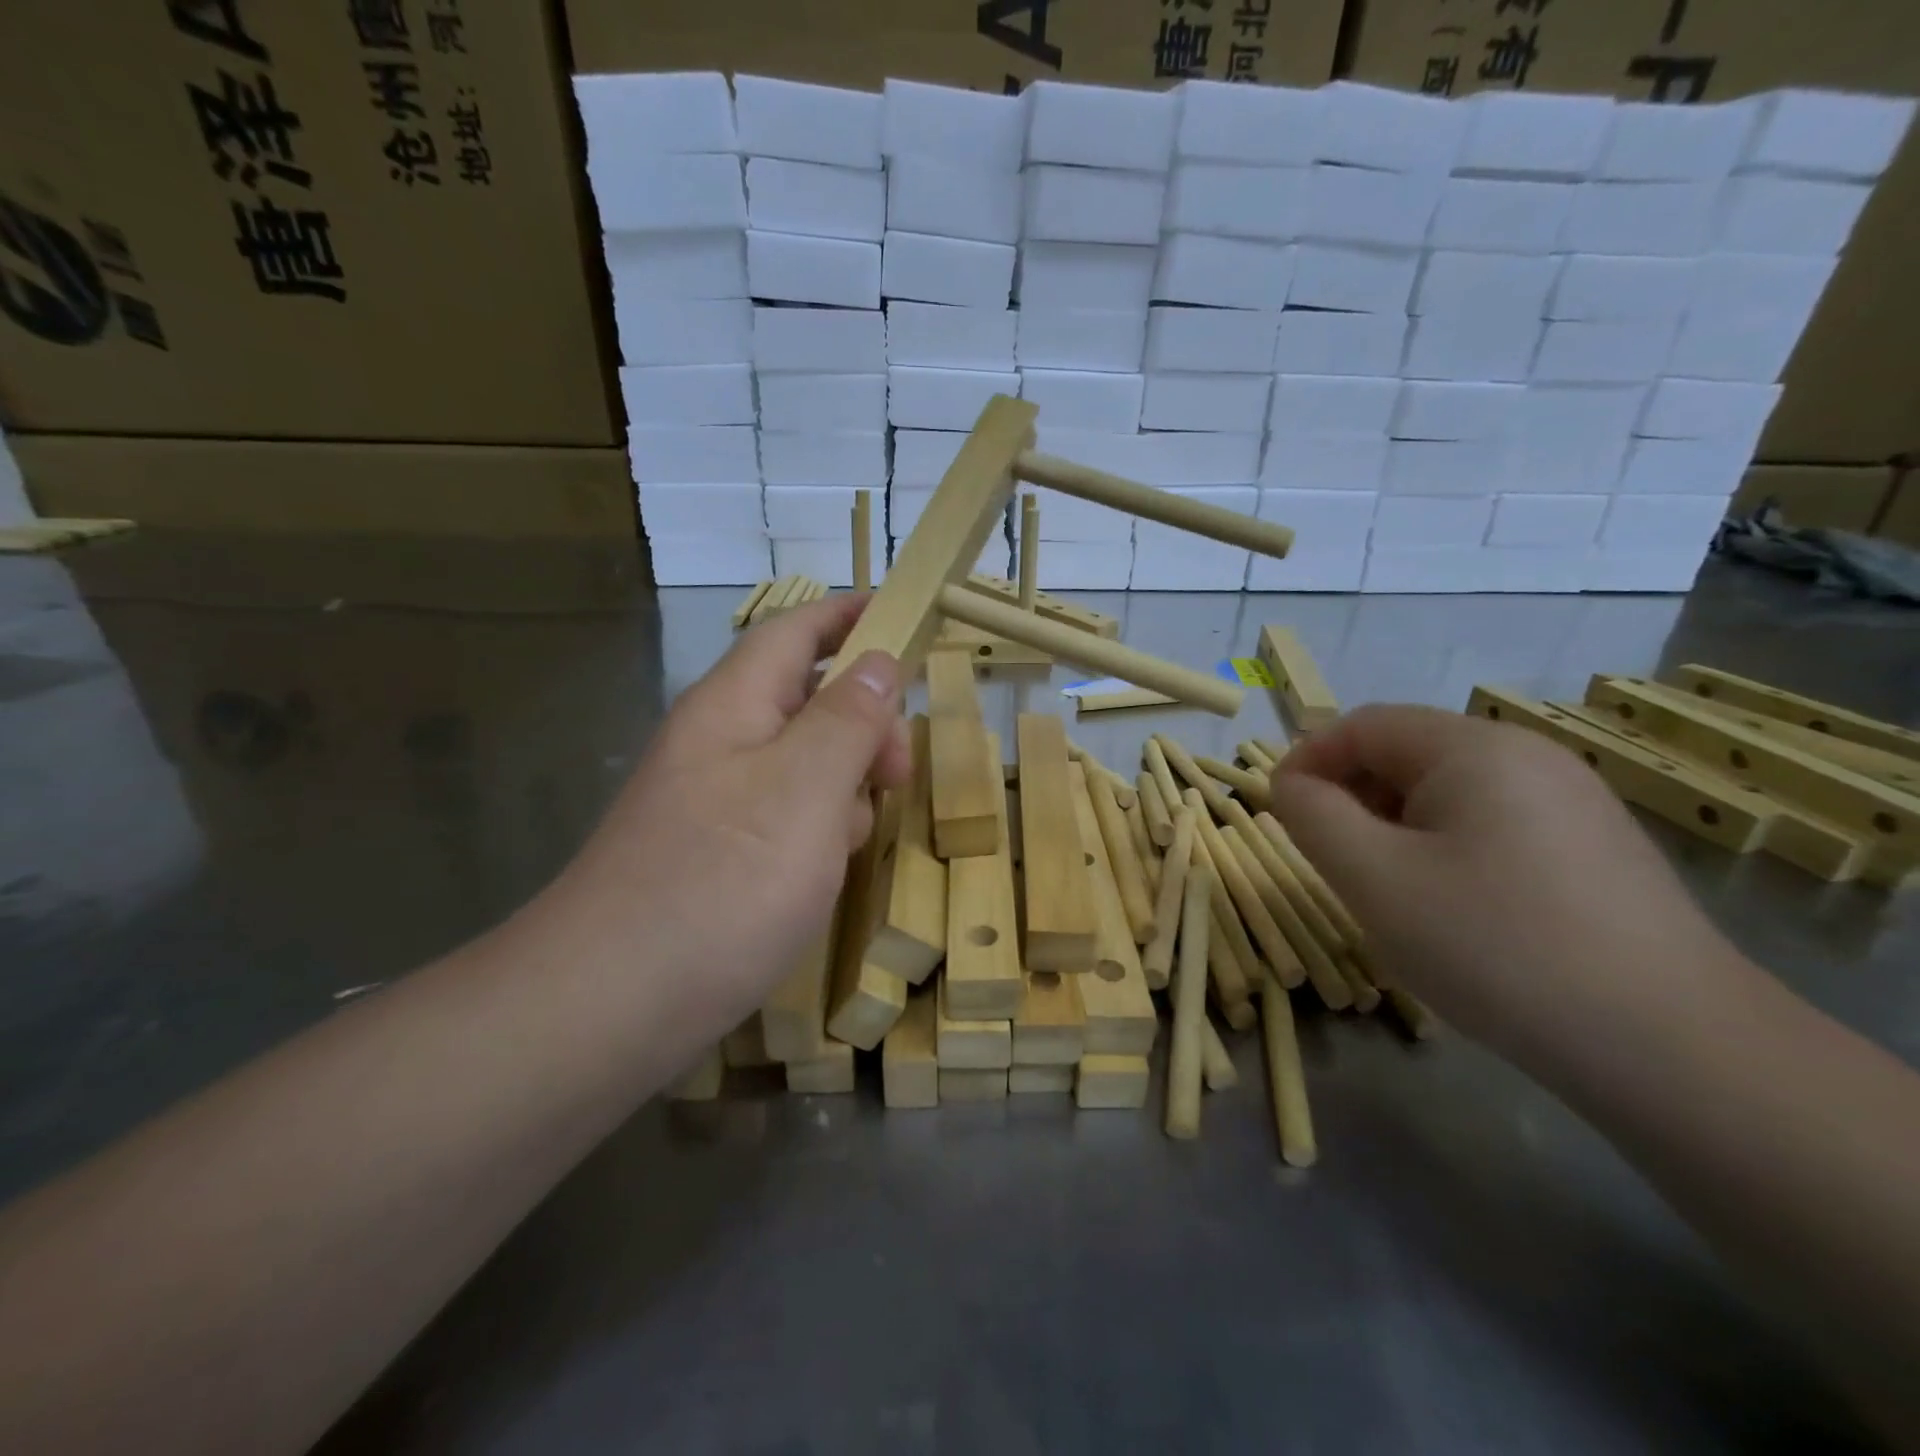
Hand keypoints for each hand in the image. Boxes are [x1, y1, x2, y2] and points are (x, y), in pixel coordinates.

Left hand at [554, 595, 909, 1036]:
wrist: (610, 1005)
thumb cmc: (722, 883)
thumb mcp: (805, 789)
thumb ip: (847, 718)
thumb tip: (876, 660)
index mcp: (733, 705)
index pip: (796, 631)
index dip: (850, 615)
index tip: (905, 617)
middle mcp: (719, 742)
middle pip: (806, 699)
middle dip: (864, 722)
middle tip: (899, 772)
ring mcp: (716, 801)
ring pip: (803, 763)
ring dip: (845, 783)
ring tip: (853, 838)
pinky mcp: (718, 852)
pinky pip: (785, 815)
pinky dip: (818, 829)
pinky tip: (822, 872)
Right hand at [1267, 705, 1742, 1063]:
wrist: (1674, 1049)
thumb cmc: (1496, 946)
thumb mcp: (1374, 878)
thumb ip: (1312, 816)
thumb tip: (1290, 784)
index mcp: (1475, 748)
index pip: (1363, 725)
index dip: (1307, 758)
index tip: (1278, 809)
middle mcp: (1529, 757)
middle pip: (1407, 753)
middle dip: (1351, 796)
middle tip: (1329, 859)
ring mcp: (1572, 802)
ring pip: (1447, 794)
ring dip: (1394, 826)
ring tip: (1386, 890)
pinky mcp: (1594, 848)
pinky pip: (1491, 825)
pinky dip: (1444, 848)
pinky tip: (1453, 909)